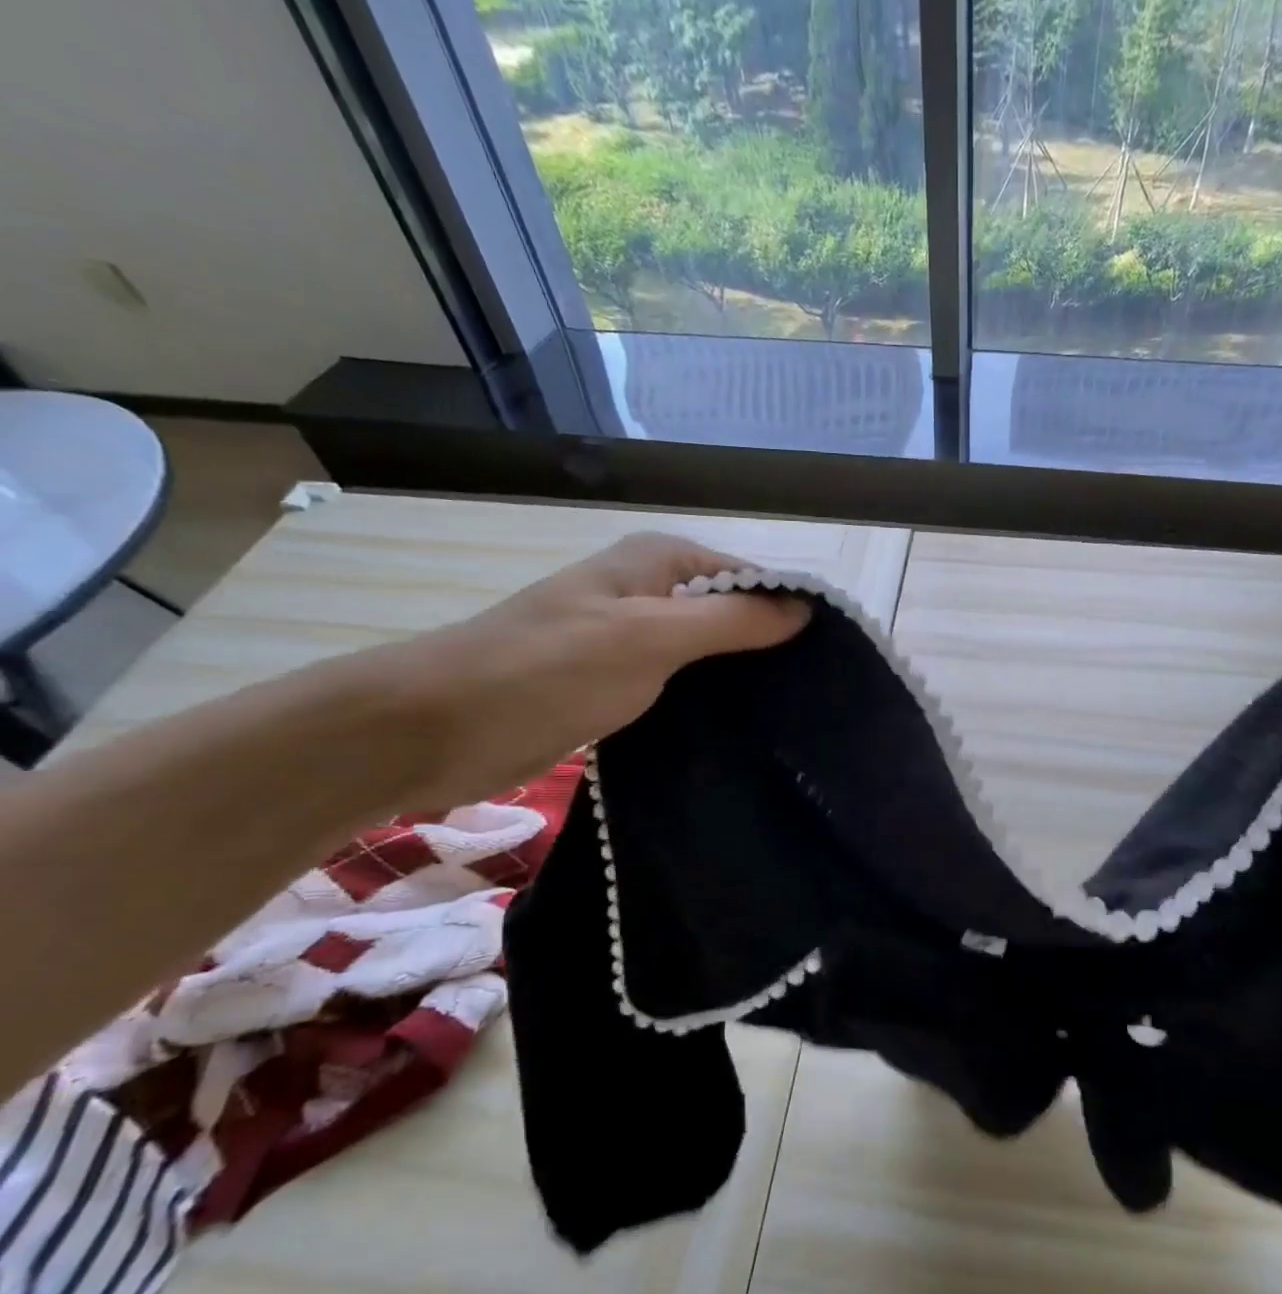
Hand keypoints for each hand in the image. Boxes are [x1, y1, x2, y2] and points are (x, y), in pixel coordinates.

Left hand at [360, 533, 808, 808]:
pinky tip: (743, 731)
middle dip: (773, 648)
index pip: (751, 578)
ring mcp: (632, 638)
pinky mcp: (617, 682)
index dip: (792, 611)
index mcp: (659, 562)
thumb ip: (731, 620)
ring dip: (744, 679)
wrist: (435, 728)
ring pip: (710, 653)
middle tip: (819, 696)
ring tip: (794, 717)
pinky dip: (710, 702)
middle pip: (733, 613)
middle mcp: (650, 591)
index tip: (834, 661)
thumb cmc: (548, 670)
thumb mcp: (651, 637)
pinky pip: (682, 684)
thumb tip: (806, 609)